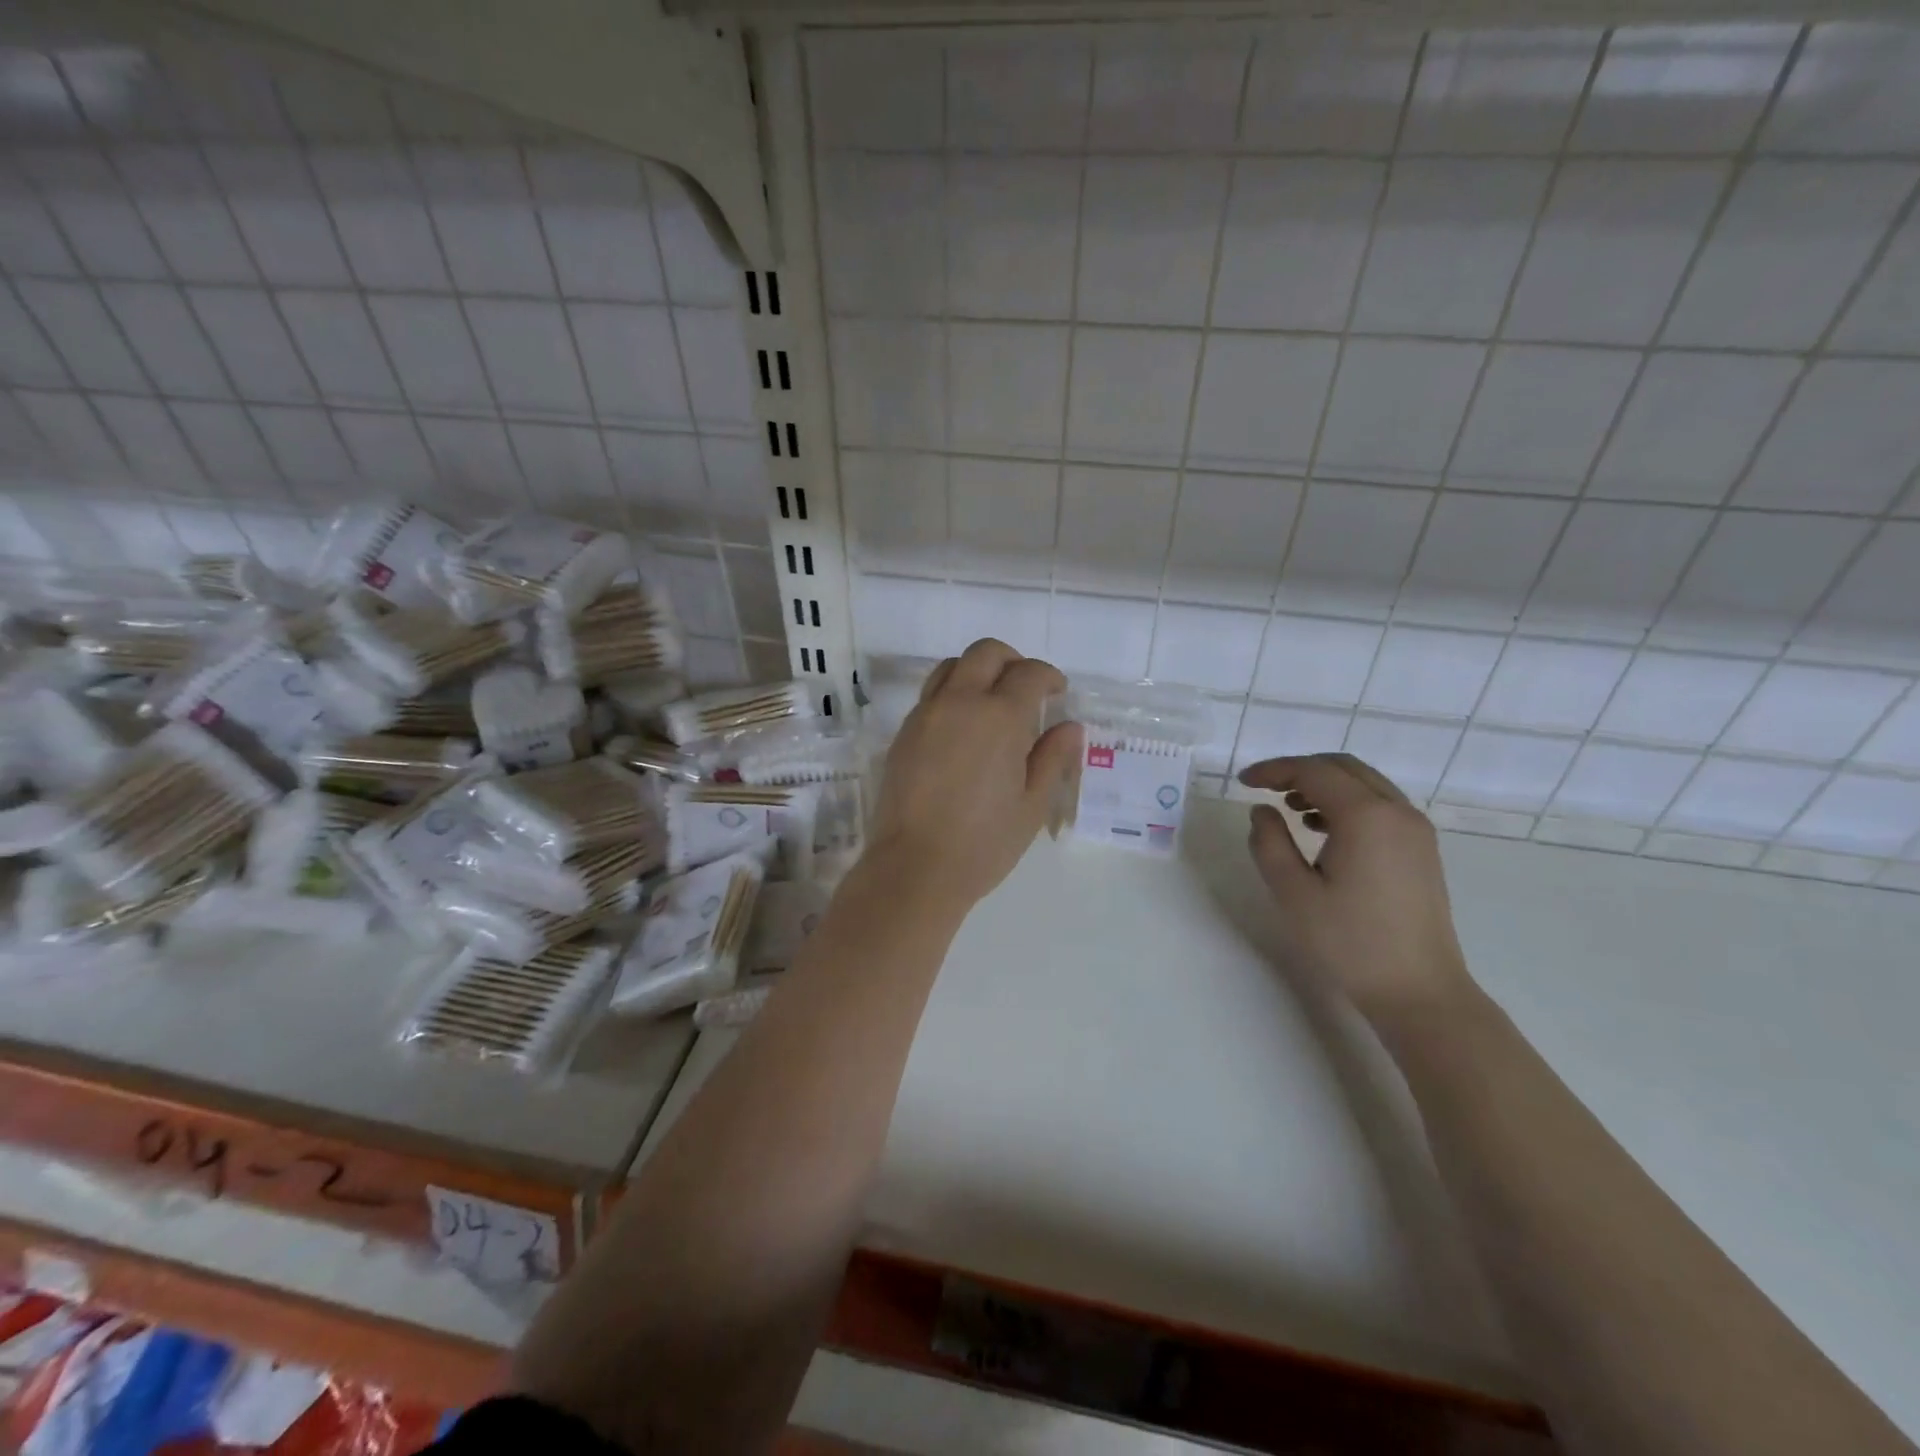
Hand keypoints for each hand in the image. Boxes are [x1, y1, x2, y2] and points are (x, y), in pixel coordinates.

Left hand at [871, 639, 1081, 910]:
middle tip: (1027, 687)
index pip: (1030, 673)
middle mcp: (959, 702)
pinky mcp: (903, 733)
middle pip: (986, 652)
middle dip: (1012, 660)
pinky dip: (952, 694)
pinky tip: (963, 728)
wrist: (915, 867)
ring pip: (952, 667)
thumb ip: (1053, 758)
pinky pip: (931, 694)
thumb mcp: (1032, 804)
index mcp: (999, 717)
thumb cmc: (984, 842)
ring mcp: (925, 715)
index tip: (1057, 693)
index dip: (1049, 677)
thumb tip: (1069, 727)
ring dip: (977, 671)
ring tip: (991, 702)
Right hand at [1239, 754, 1472, 1026]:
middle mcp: (1397, 812)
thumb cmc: (1349, 942)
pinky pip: (1381, 806)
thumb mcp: (1292, 892)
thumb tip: (1262, 810)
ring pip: (1365, 784)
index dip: (1274, 770)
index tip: (1243, 782)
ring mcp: (1416, 830)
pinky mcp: (1421, 849)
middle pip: (1343, 768)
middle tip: (1264, 788)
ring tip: (1290, 809)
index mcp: (1366, 816)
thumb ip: (1269, 842)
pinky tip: (1322, 830)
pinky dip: (1347, 803)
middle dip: (1299, 770)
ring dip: (1324, 785)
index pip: (1313, 772)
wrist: (1418, 991)